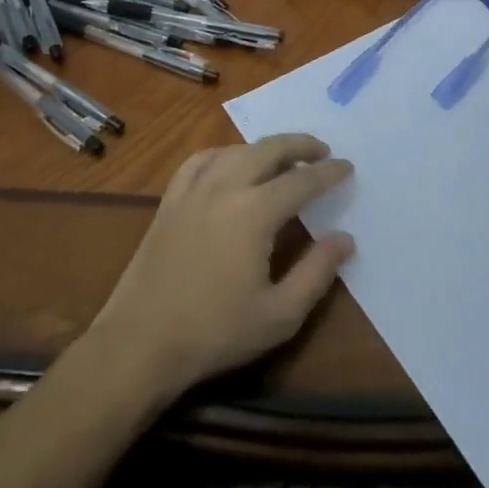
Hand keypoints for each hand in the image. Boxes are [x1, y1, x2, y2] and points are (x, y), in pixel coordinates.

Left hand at [87, 135, 353, 402]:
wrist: (140, 342)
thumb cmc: (215, 332)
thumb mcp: (279, 314)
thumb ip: (317, 272)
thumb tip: (345, 239)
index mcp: (255, 212)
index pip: (302, 180)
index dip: (328, 172)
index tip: (347, 167)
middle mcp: (225, 187)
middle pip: (268, 150)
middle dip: (300, 145)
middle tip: (322, 149)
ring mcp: (193, 190)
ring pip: (235, 150)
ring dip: (264, 147)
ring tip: (283, 157)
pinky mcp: (170, 201)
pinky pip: (200, 161)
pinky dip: (223, 153)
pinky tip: (229, 163)